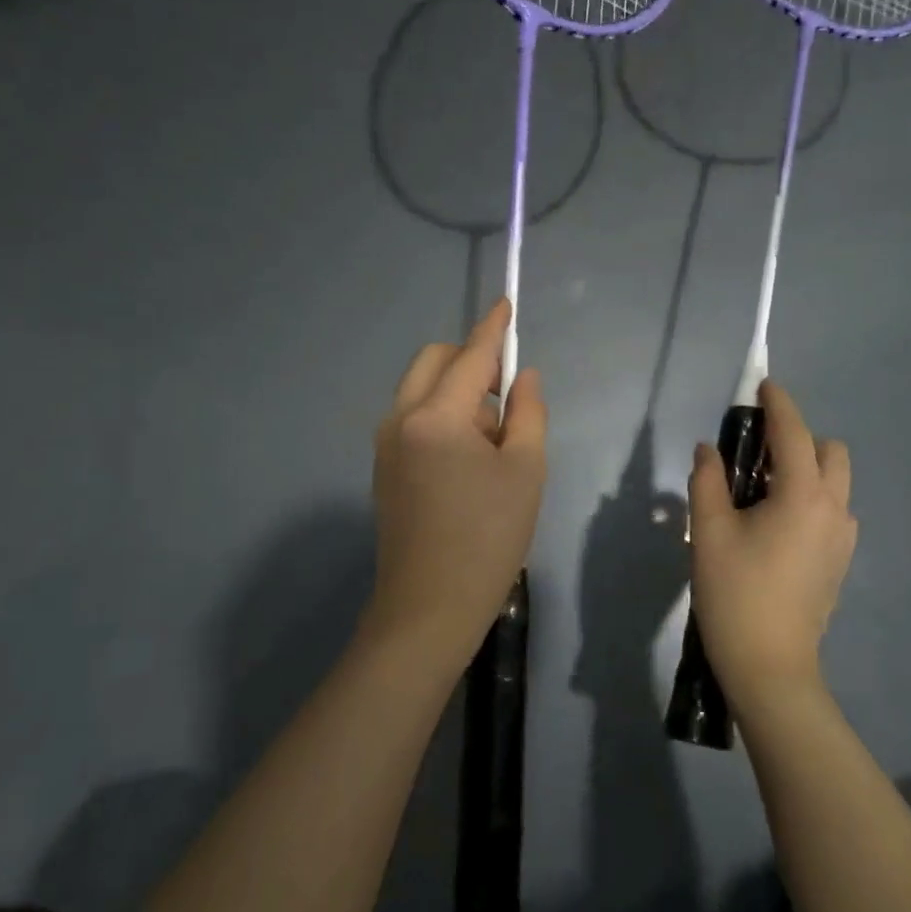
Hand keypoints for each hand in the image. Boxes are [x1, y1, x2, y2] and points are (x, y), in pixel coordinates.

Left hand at [363, 299, 547, 665]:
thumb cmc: (488, 537)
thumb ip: (528, 412)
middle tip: (505, 398)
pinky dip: (441, 417)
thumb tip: (522, 377)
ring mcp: (384, 444)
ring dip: (456, 393)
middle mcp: (400, 419)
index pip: (470, 356)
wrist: (428, 608)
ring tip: (492, 443)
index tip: (506, 303)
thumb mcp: (526, 471)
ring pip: (421, 390)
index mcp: (436, 416)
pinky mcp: (382, 468)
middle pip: (433, 362)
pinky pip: (413, 418)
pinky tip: (466, 461)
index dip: (493, 329)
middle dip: (469, 362)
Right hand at [688, 381, 855, 713]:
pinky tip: (777, 526)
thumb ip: (708, 480)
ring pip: (835, 483)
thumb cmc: (735, 593)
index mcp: (803, 495)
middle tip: (757, 455)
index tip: (763, 386)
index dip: (779, 404)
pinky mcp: (840, 561)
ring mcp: (843, 538)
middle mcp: (833, 509)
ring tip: (763, 493)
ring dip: (807, 470)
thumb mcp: (709, 532)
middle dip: (800, 439)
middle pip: (830, 452)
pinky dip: (811, 499)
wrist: (770, 666)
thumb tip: (710, 451)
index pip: (794, 433)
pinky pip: (832, 511)